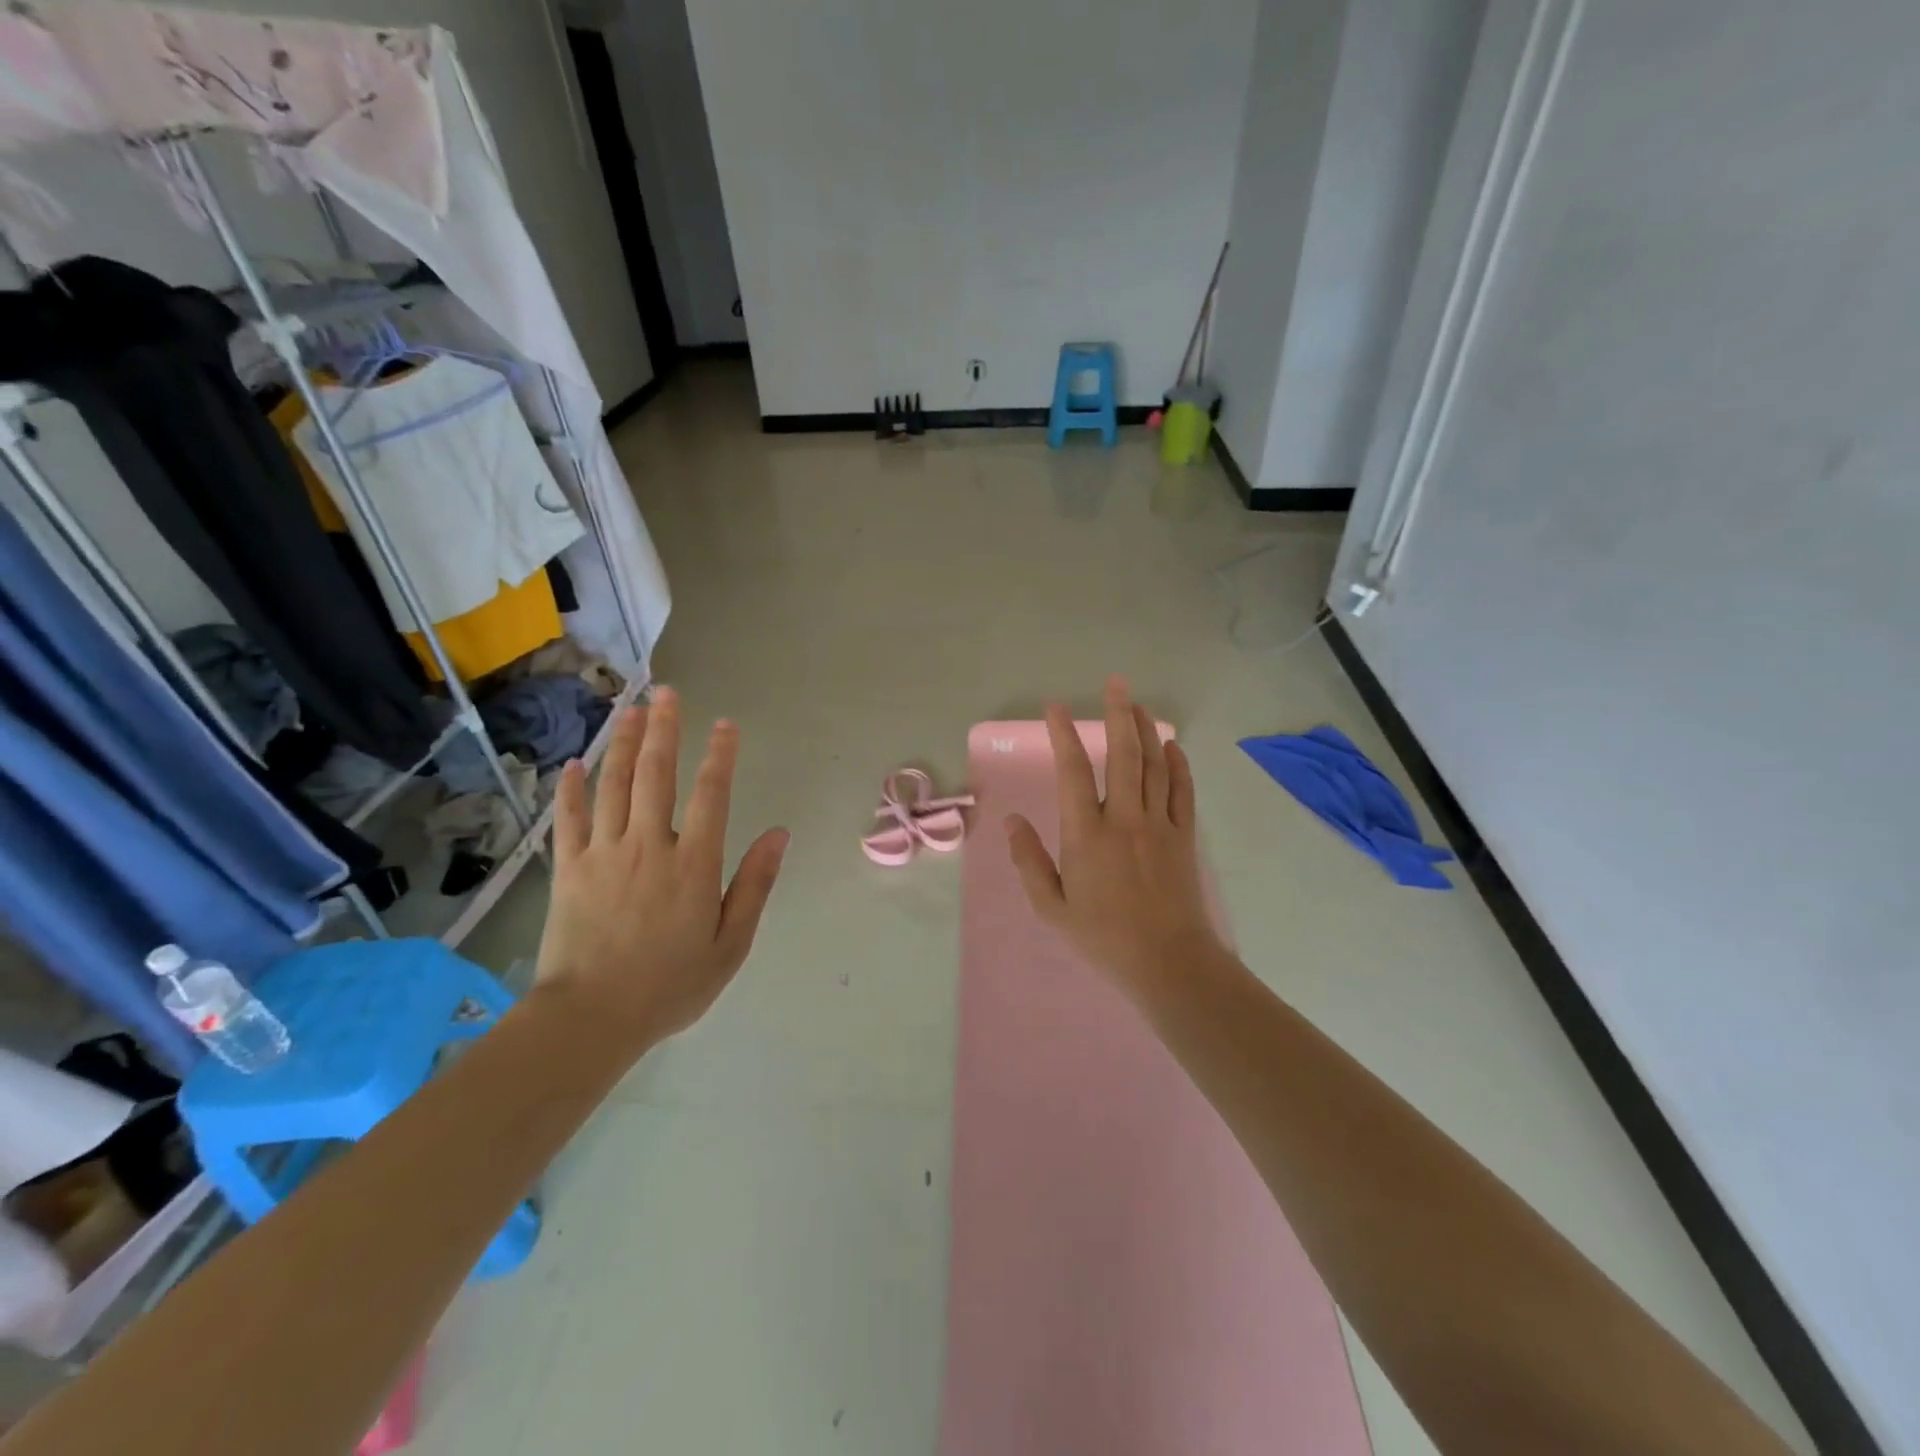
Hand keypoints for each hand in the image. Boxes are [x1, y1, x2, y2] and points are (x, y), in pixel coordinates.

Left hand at [534, 688, 788, 1051]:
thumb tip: (779, 835)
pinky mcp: (568, 869)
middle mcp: (649, 846)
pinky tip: (576, 763)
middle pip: (656, 775)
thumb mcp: (730, 944)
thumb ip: (754, 885)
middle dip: (665, 730)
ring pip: (614, 785)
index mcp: (693, 864)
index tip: (726, 724)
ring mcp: (603, 854)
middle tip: (668, 693)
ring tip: (631, 710)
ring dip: (624, 744)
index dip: (720, 756)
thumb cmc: (670, 985)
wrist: (590, 1019)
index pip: (711, 795)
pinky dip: (572, 789)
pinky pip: (569, 819)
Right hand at [1006, 677, 1228, 1000]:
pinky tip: (1173, 746)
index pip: (1073, 772)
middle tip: (1116, 683)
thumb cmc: (1103, 937)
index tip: (1056, 708)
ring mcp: (1158, 824)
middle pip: (1123, 754)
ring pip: (1155, 764)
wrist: (1168, 962)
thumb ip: (1029, 861)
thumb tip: (1011, 822)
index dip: (1064, 736)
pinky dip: (1178, 764)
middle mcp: (1124, 818)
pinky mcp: (1183, 836)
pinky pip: (1182, 790)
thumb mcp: (1052, 907)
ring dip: (1147, 730)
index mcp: (1087, 834)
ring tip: (1139, 704)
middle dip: (1119, 714)